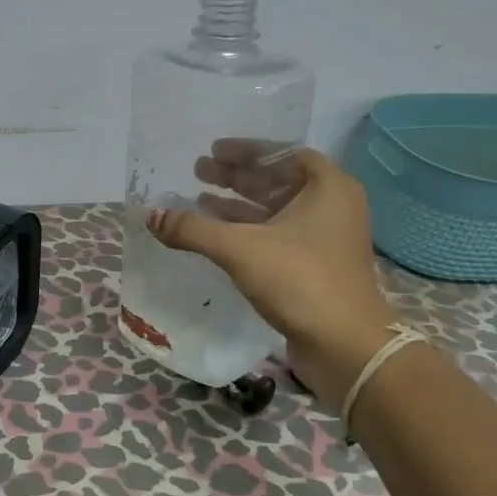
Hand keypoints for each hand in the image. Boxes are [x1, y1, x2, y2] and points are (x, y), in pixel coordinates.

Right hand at [146, 144, 395, 407]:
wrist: (344, 345)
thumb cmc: (299, 280)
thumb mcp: (240, 248)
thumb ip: (193, 229)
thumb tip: (151, 216)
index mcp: (328, 187)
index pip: (284, 154)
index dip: (247, 150)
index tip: (214, 150)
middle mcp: (331, 207)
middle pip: (277, 181)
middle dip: (236, 176)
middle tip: (198, 171)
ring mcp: (324, 239)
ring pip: (274, 211)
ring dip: (237, 205)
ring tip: (198, 201)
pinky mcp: (314, 267)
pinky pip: (275, 236)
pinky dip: (247, 232)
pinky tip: (215, 236)